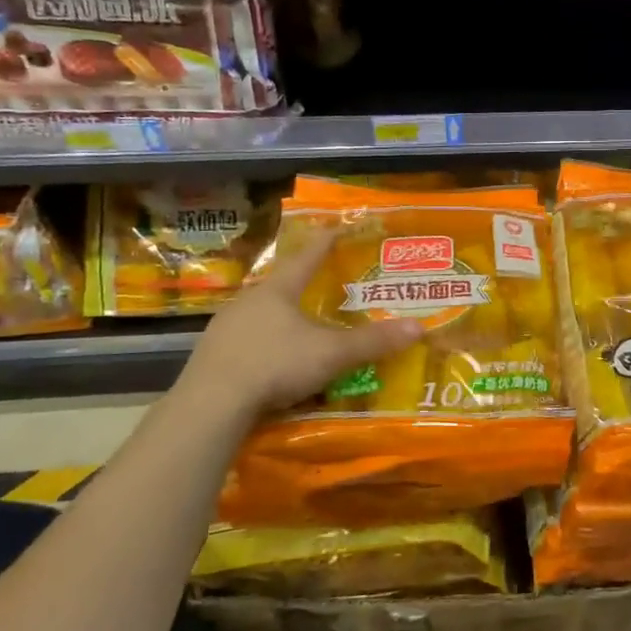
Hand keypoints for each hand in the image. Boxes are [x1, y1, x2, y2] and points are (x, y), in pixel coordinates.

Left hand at [177, 231, 422, 418]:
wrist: (212, 403)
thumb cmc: (276, 364)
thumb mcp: (332, 353)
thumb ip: (373, 342)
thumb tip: (419, 328)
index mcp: (278, 290)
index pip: (307, 257)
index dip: (325, 242)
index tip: (337, 227)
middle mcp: (248, 301)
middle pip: (280, 285)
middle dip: (302, 285)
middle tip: (322, 286)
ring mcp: (225, 328)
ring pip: (260, 315)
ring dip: (281, 318)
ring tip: (300, 328)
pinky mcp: (212, 355)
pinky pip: (246, 342)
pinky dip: (264, 345)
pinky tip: (272, 362)